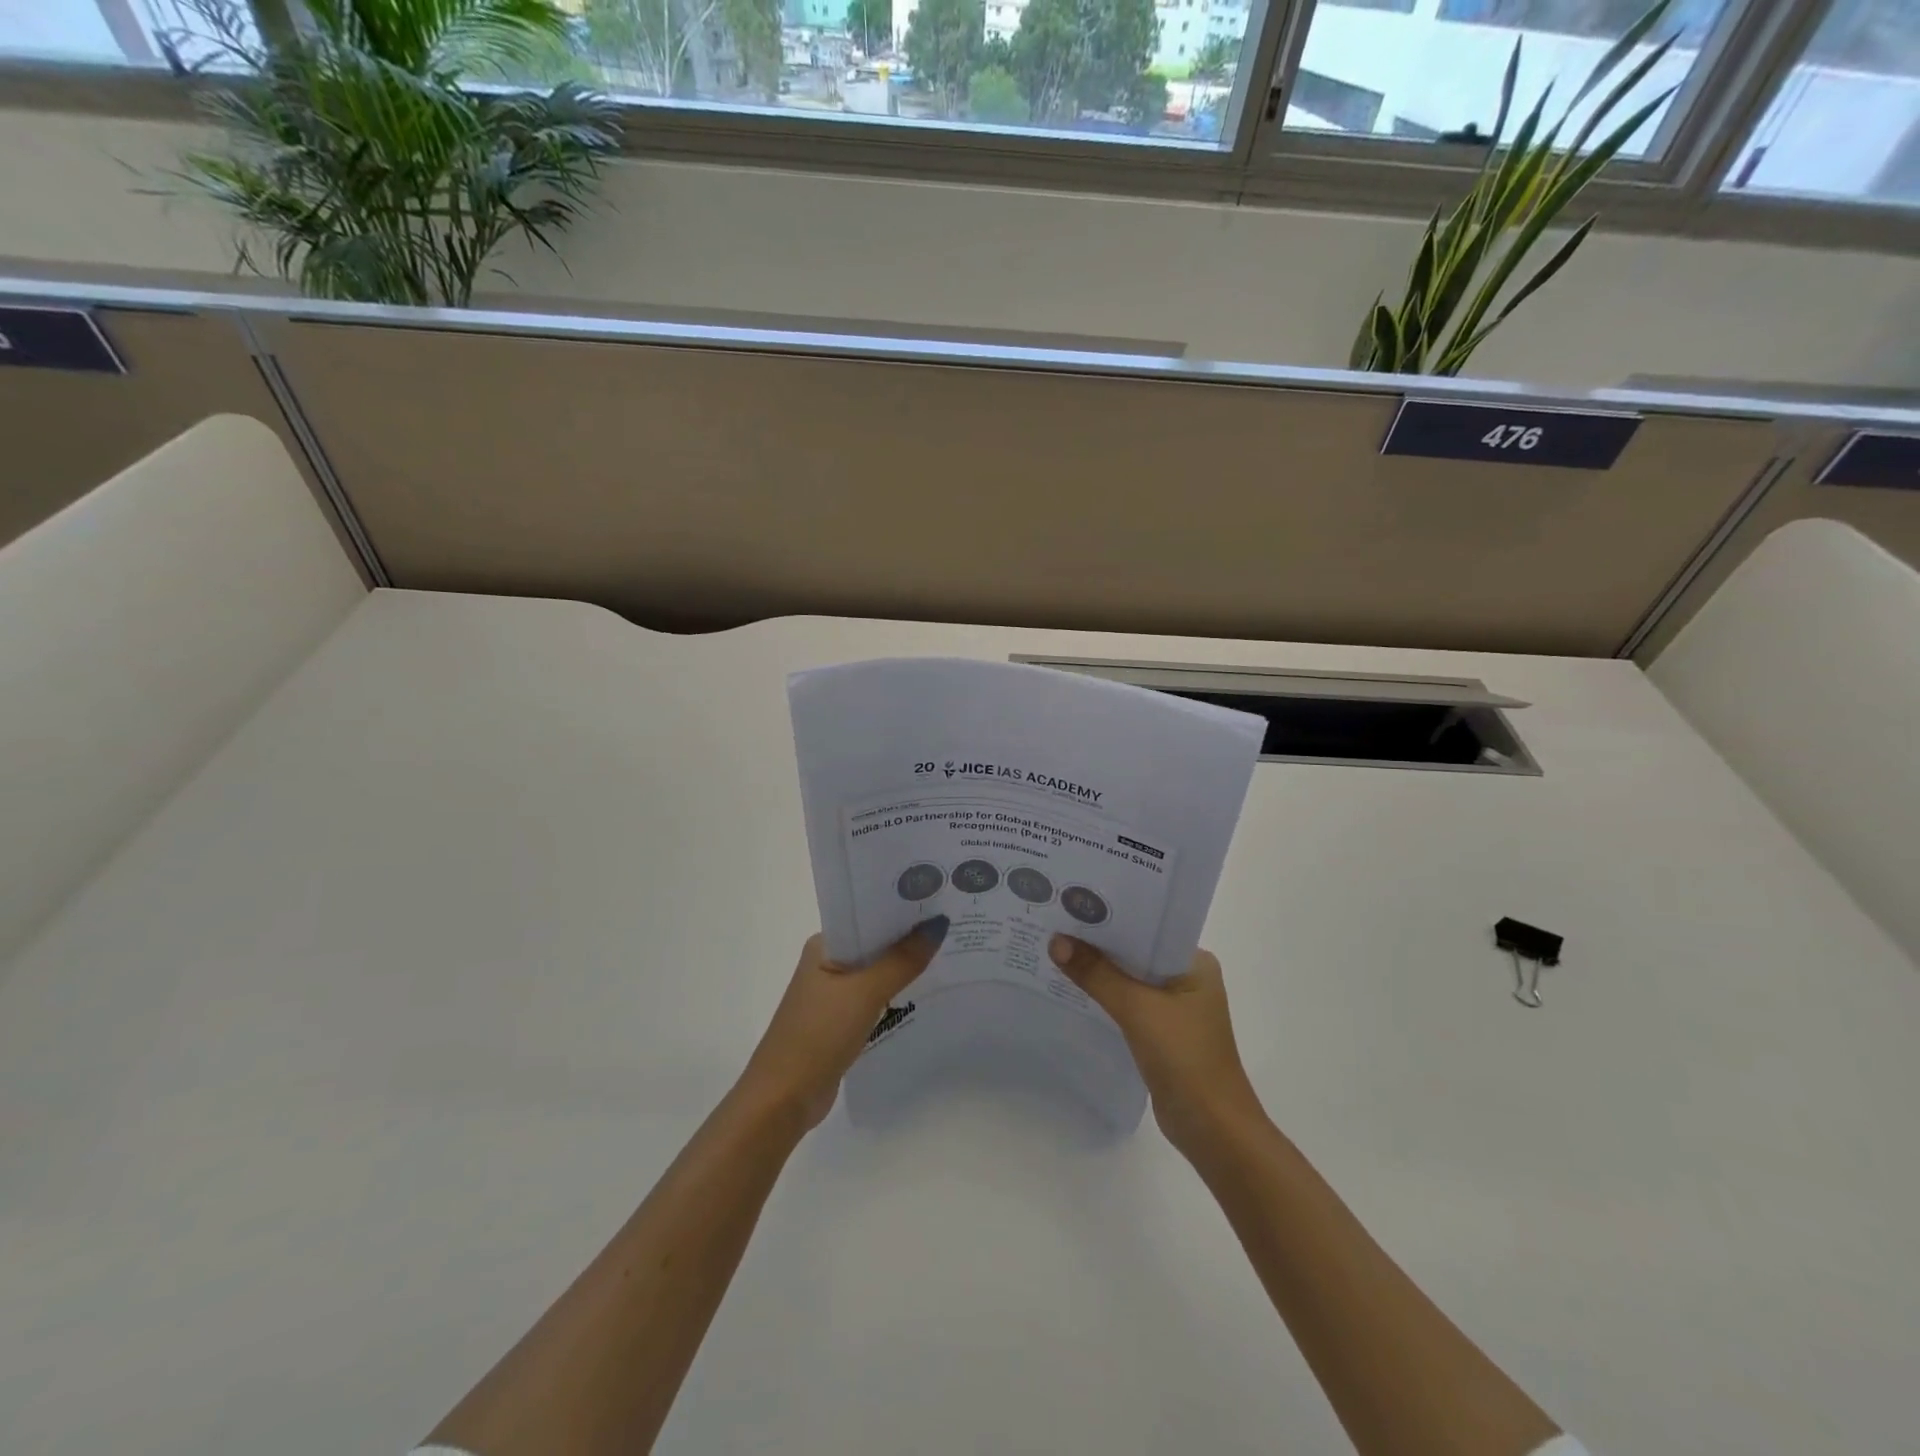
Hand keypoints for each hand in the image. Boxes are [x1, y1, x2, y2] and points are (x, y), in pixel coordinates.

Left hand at [738, 919, 947, 1131]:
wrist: (783, 1099)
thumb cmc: (818, 1034)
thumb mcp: (865, 992)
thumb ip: (903, 960)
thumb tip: (939, 924)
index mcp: (825, 945)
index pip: (868, 915)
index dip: (901, 907)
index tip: (938, 898)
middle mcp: (828, 963)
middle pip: (875, 943)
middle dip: (909, 936)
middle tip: (954, 922)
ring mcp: (834, 995)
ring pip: (878, 972)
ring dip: (906, 966)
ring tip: (950, 951)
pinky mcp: (841, 1022)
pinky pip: (877, 997)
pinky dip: (898, 993)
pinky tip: (927, 990)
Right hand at [1048, 935, 1263, 1154]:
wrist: (1213, 1130)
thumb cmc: (1185, 1058)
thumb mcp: (1137, 1009)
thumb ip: (1096, 974)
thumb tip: (1056, 941)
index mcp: (1194, 962)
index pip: (1148, 927)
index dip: (1111, 916)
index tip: (1073, 903)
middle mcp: (1187, 978)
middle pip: (1135, 952)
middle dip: (1099, 942)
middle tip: (1055, 922)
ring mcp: (1175, 1007)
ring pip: (1129, 979)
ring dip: (1099, 971)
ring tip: (1055, 950)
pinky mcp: (1161, 1032)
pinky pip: (1127, 1003)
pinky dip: (1104, 996)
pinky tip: (1072, 989)